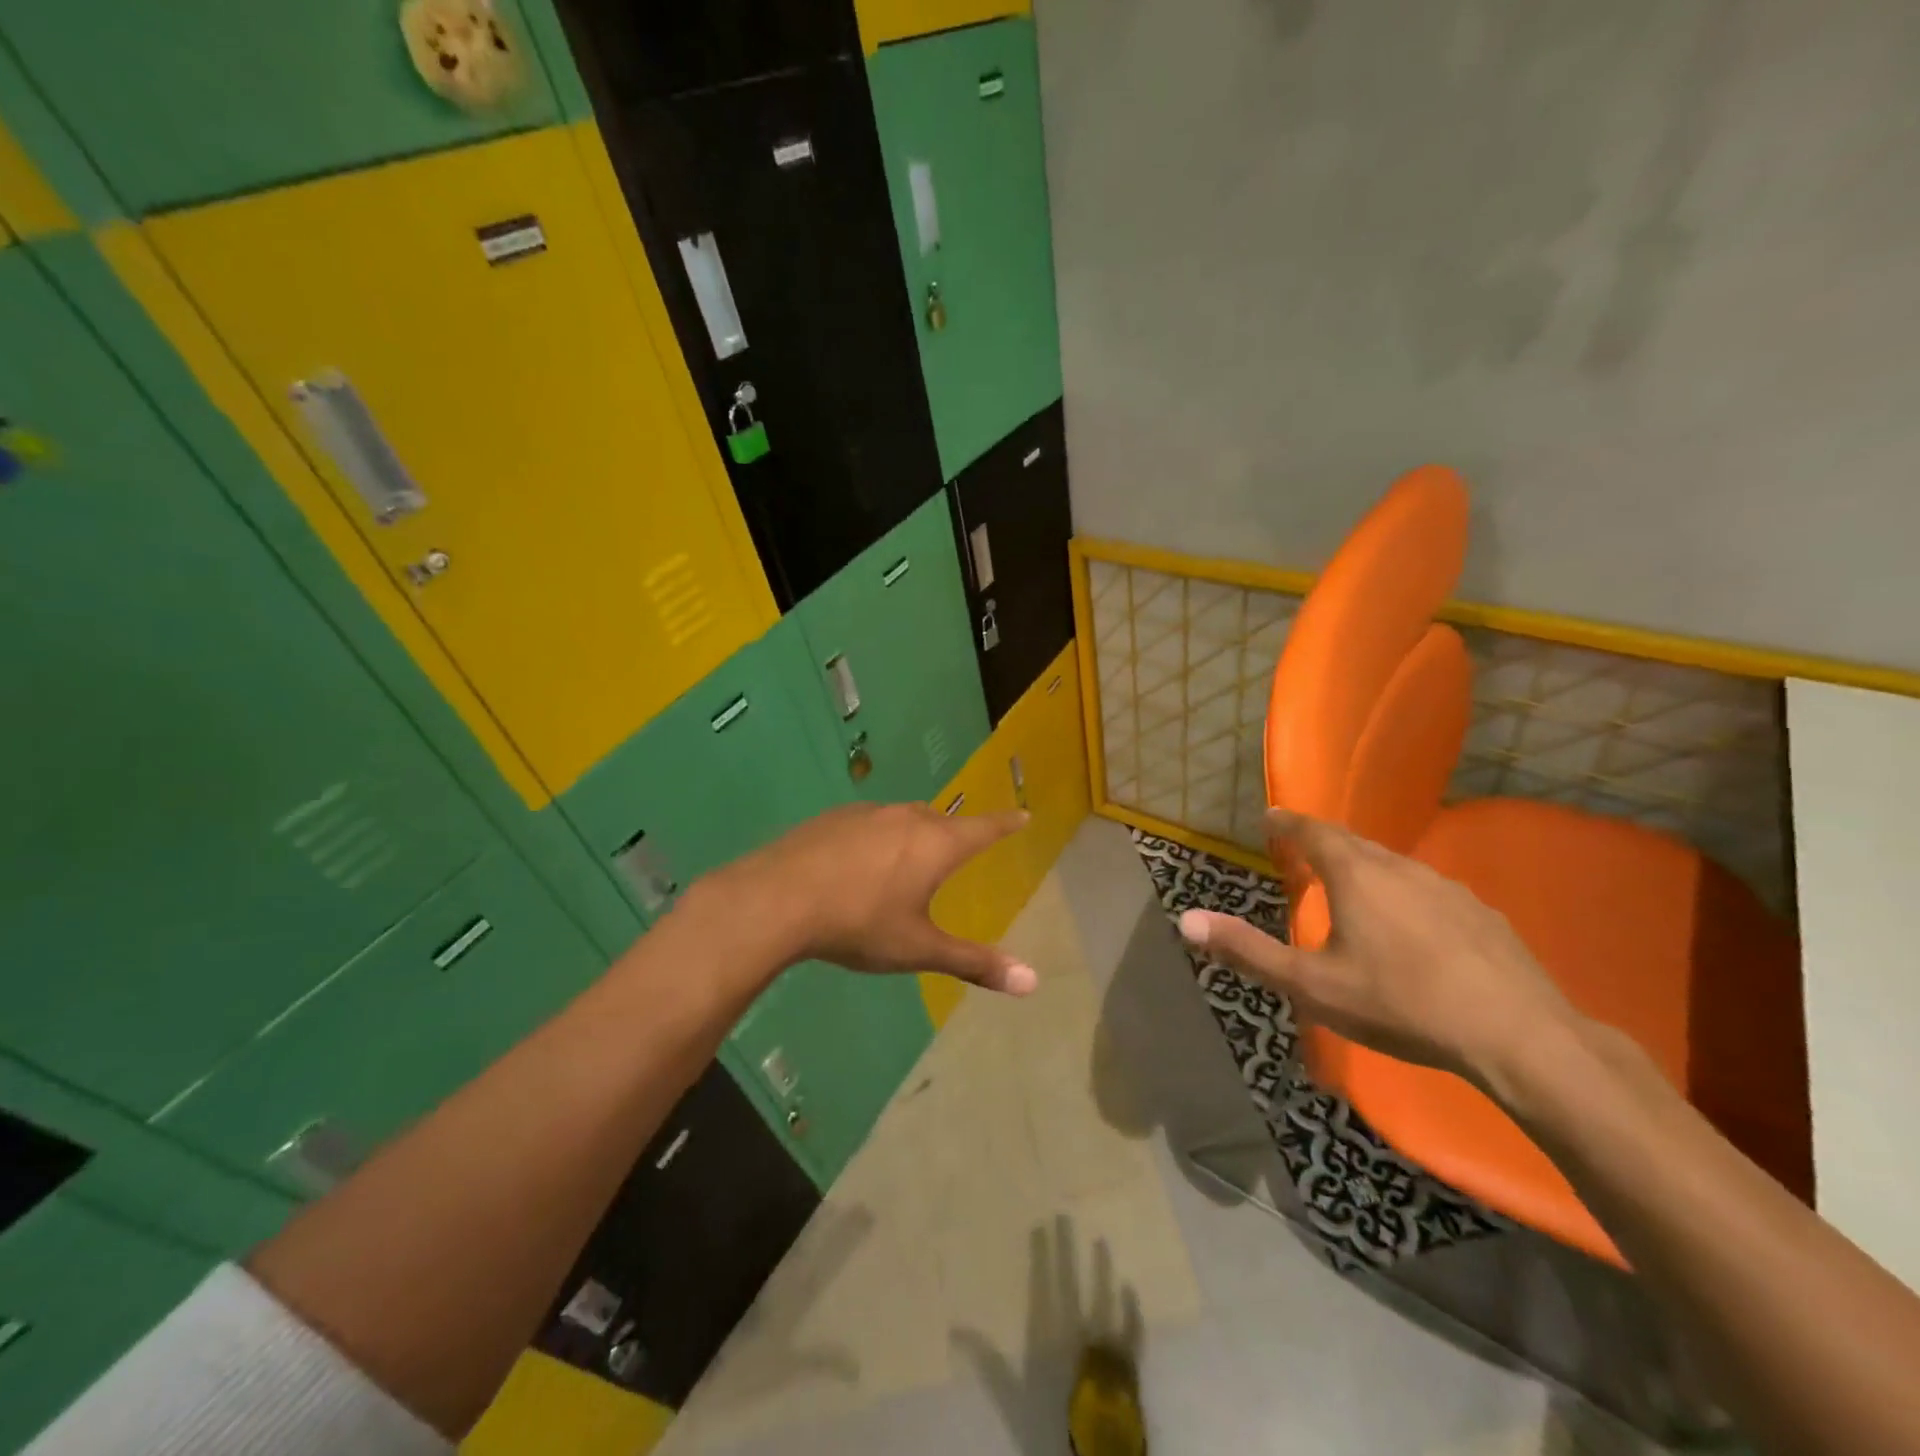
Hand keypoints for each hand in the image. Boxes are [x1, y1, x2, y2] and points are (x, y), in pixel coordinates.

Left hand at [701, 802, 1037, 996]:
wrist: (778, 899)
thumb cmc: (859, 923)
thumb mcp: (918, 949)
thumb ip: (974, 962)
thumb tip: (1032, 982)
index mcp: (936, 844)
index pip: (984, 828)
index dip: (1005, 823)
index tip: (1022, 815)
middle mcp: (906, 818)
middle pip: (942, 821)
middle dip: (955, 834)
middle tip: (959, 849)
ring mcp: (867, 814)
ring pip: (903, 819)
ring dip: (914, 834)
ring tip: (907, 860)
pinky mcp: (833, 818)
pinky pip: (869, 823)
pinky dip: (877, 837)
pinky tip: (858, 863)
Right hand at [1177, 808, 1578, 1088]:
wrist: (1517, 1035)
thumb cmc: (1400, 1003)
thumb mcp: (1310, 984)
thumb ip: (1247, 951)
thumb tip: (1186, 921)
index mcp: (1356, 875)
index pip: (1312, 831)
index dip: (1288, 822)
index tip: (1271, 816)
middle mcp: (1400, 868)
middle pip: (1353, 843)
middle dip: (1323, 842)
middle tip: (1302, 849)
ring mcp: (1447, 888)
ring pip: (1394, 866)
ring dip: (1365, 868)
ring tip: (1351, 886)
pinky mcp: (1482, 914)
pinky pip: (1428, 890)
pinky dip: (1405, 894)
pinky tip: (1411, 927)